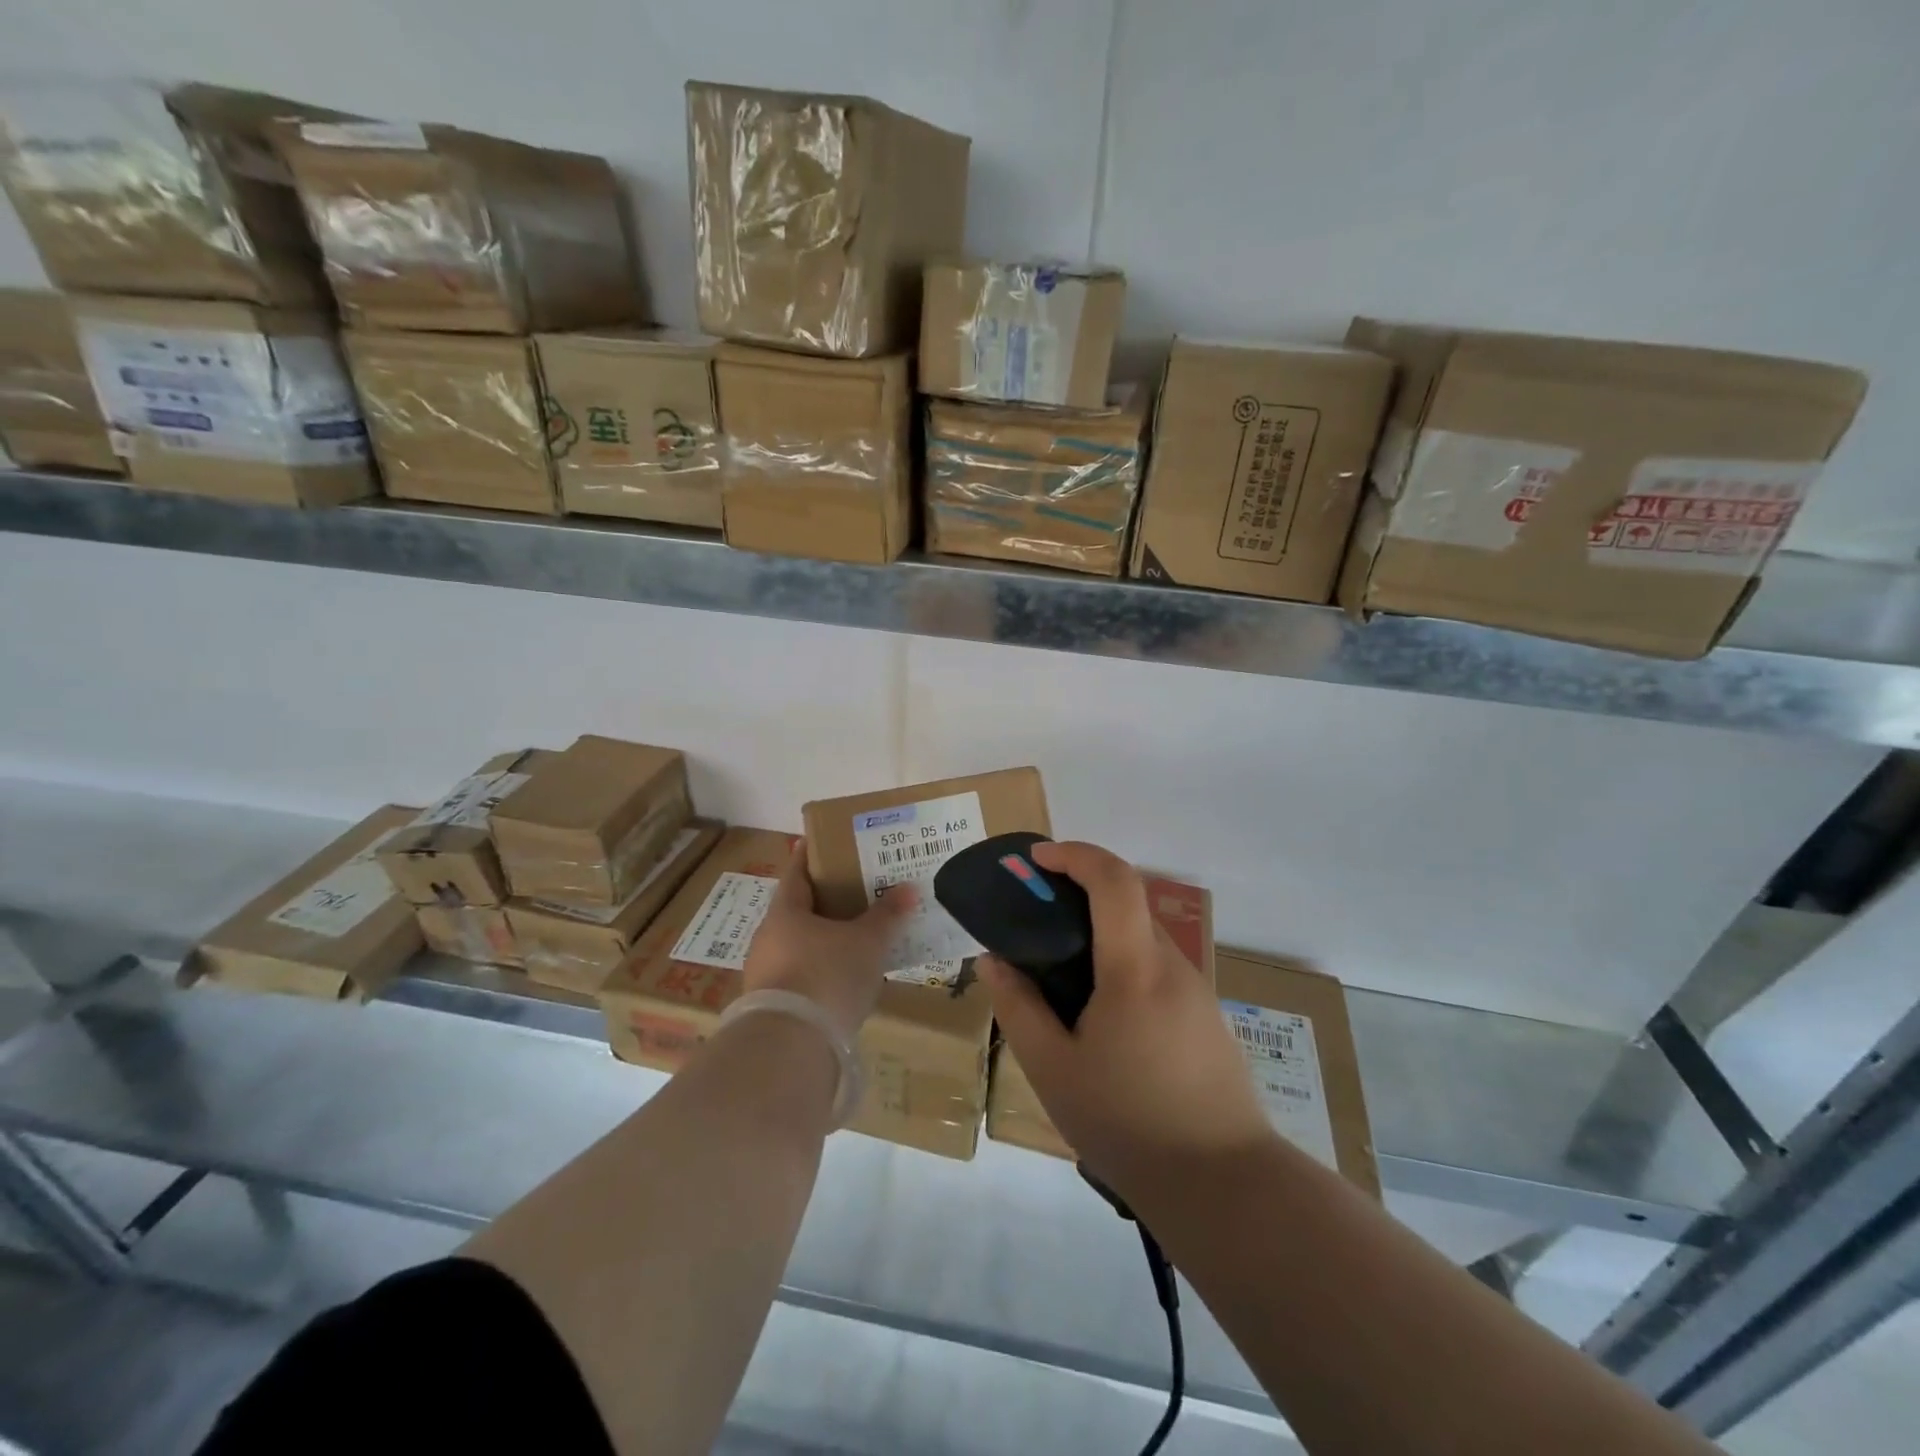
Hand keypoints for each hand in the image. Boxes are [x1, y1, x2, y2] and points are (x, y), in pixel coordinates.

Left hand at [743, 840, 917, 1037]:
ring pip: (799, 945)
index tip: (820, 842)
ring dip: (823, 940)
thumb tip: (909, 887)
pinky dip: (821, 971)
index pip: (796, 872)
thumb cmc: (827, 975)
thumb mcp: (867, 942)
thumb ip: (887, 915)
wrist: (790, 1048)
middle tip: (856, 891)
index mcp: (785, 912)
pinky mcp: (773, 1007)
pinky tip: (844, 979)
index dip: (809, 856)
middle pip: (797, 910)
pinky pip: (801, 976)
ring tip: (856, 937)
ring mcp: (766, 974)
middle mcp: (768, 938)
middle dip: (824, 901)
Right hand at [981, 841, 1272, 1199]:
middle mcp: (1172, 966)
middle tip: (1035, 917)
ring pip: (1142, 937)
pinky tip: (1100, 1014)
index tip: (1037, 859)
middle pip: (1128, 903)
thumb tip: (992, 960)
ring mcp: (1196, 991)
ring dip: (1101, 932)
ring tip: (1060, 973)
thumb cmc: (1128, 1124)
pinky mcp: (1206, 1017)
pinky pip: (1157, 968)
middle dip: (1080, 892)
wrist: (1225, 1186)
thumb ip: (1019, 1007)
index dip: (1075, 855)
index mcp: (1135, 970)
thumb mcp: (1053, 1070)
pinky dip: (1122, 962)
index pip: (1114, 881)